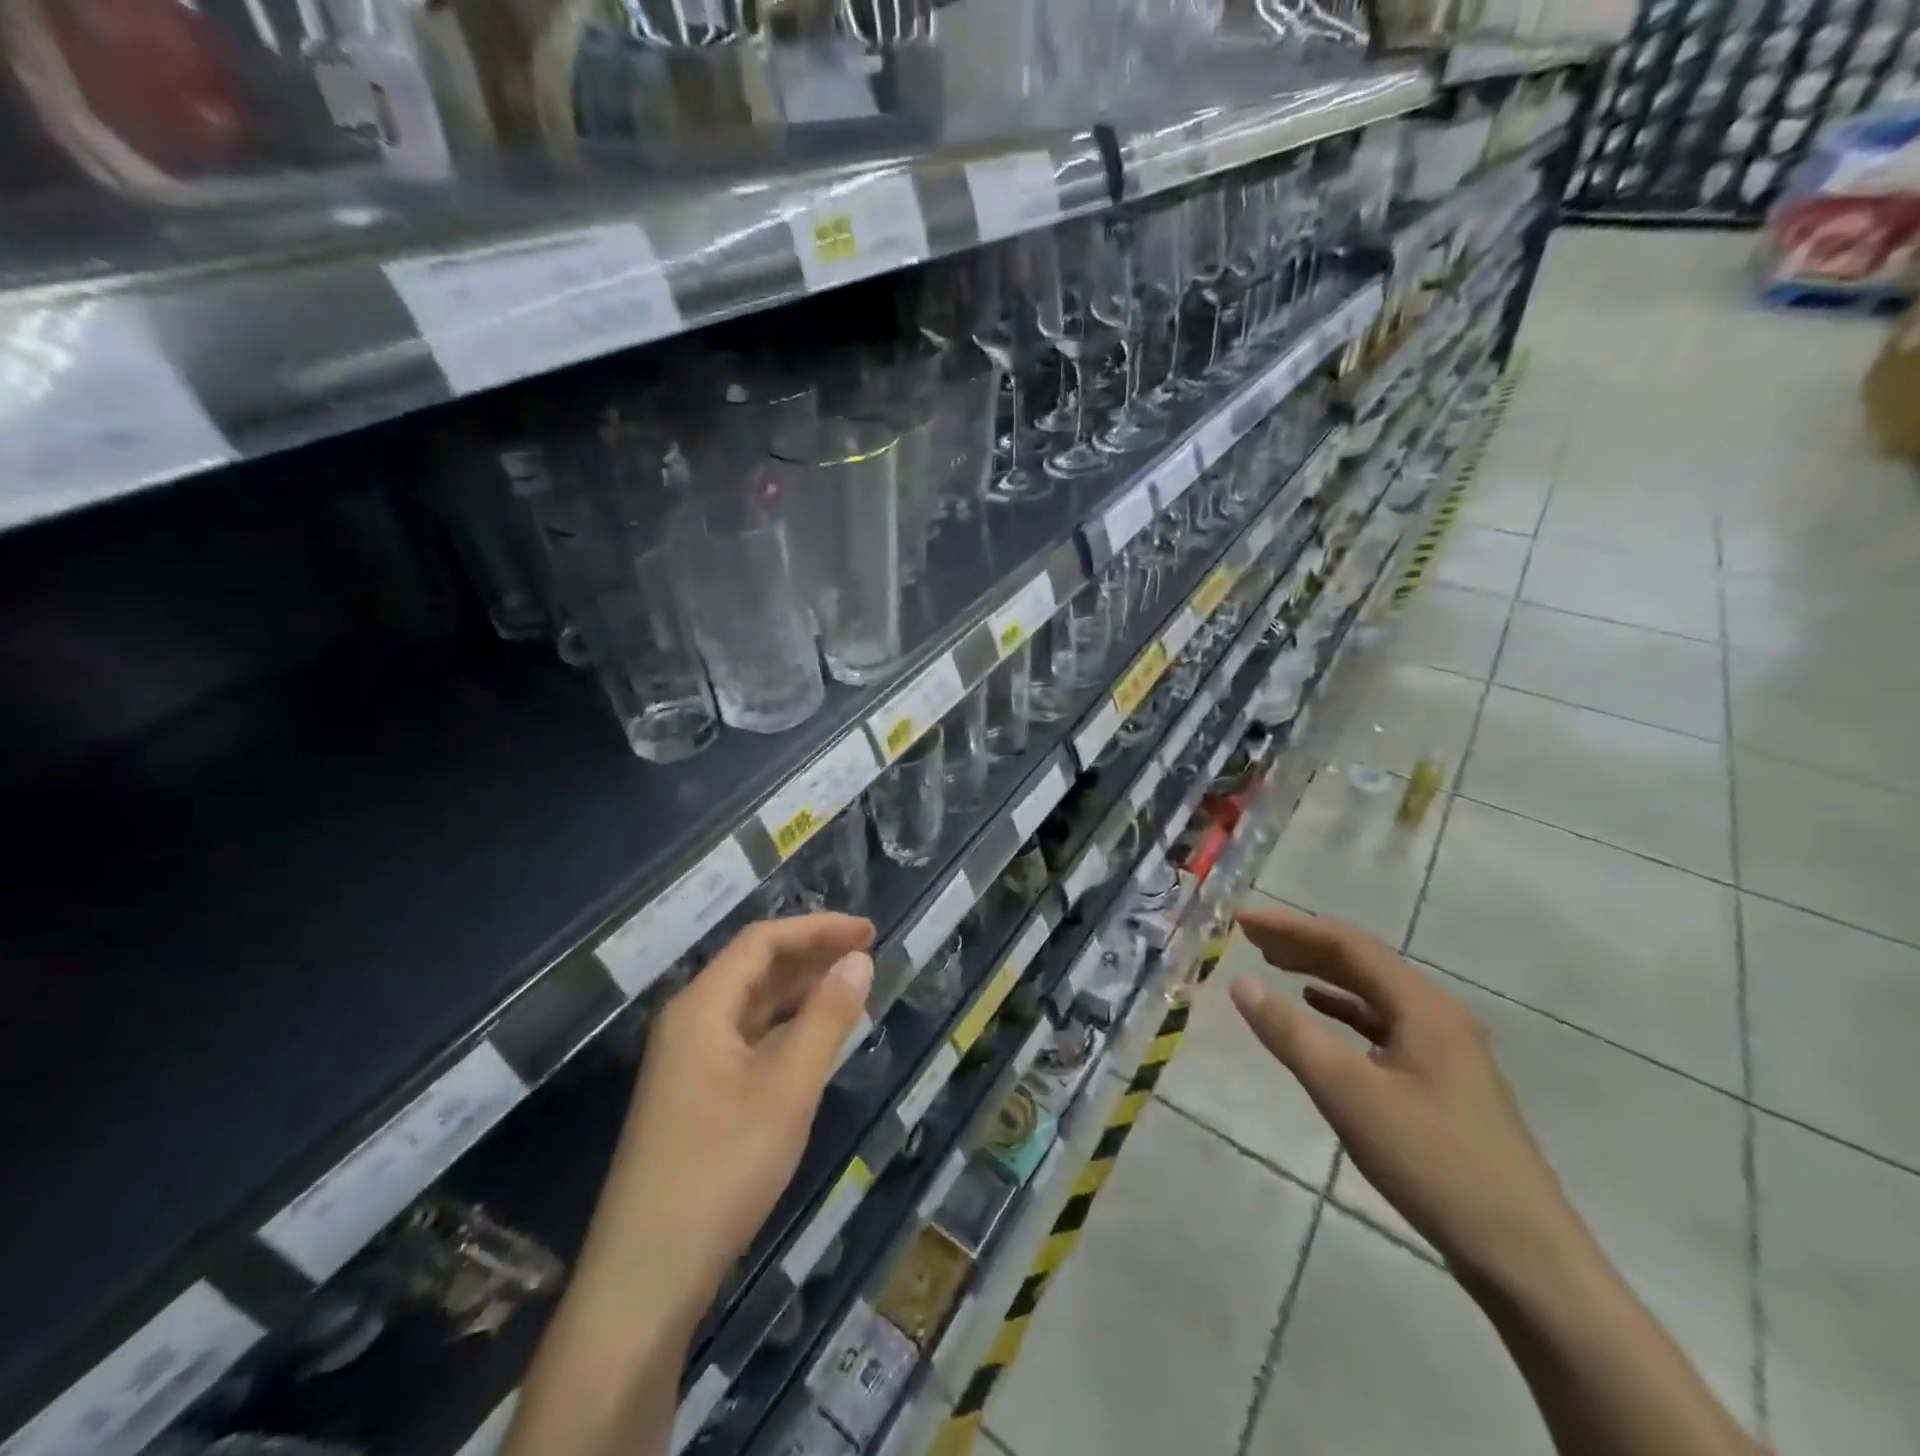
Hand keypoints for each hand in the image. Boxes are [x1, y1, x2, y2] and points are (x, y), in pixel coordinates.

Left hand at [593, 913, 875, 1294]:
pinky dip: (786, 1030)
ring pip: (752, 1006)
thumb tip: (859, 960)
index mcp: (702, 1007)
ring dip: (800, 993)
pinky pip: (747, 1041)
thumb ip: (826, 1018)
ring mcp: (688, 1063)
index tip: (869, 933)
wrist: (645, 1279)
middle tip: (867, 958)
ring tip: (852, 992)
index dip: (818, 929)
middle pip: (755, 968)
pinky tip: (815, 1042)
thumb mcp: (788, 1088)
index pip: (762, 941)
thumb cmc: (722, 1169)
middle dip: (811, 956)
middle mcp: (690, 1023)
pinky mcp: (695, 1097)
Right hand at [1229, 904, 1589, 1287]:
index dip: (1291, 926)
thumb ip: (1291, 1033)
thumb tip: (1241, 983)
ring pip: (1372, 993)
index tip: (1242, 920)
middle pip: (1362, 962)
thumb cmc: (1432, 1162)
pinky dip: (1344, 1010)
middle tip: (1251, 937)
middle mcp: (1437, 1016)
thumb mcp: (1348, 1093)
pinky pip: (1382, 1025)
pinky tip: (1320, 1011)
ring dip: (1322, 973)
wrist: (1525, 1257)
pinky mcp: (1442, 1082)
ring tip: (1275, 965)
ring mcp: (1444, 1050)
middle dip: (1303, 944)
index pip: (1347, 944)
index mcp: (1423, 1007)